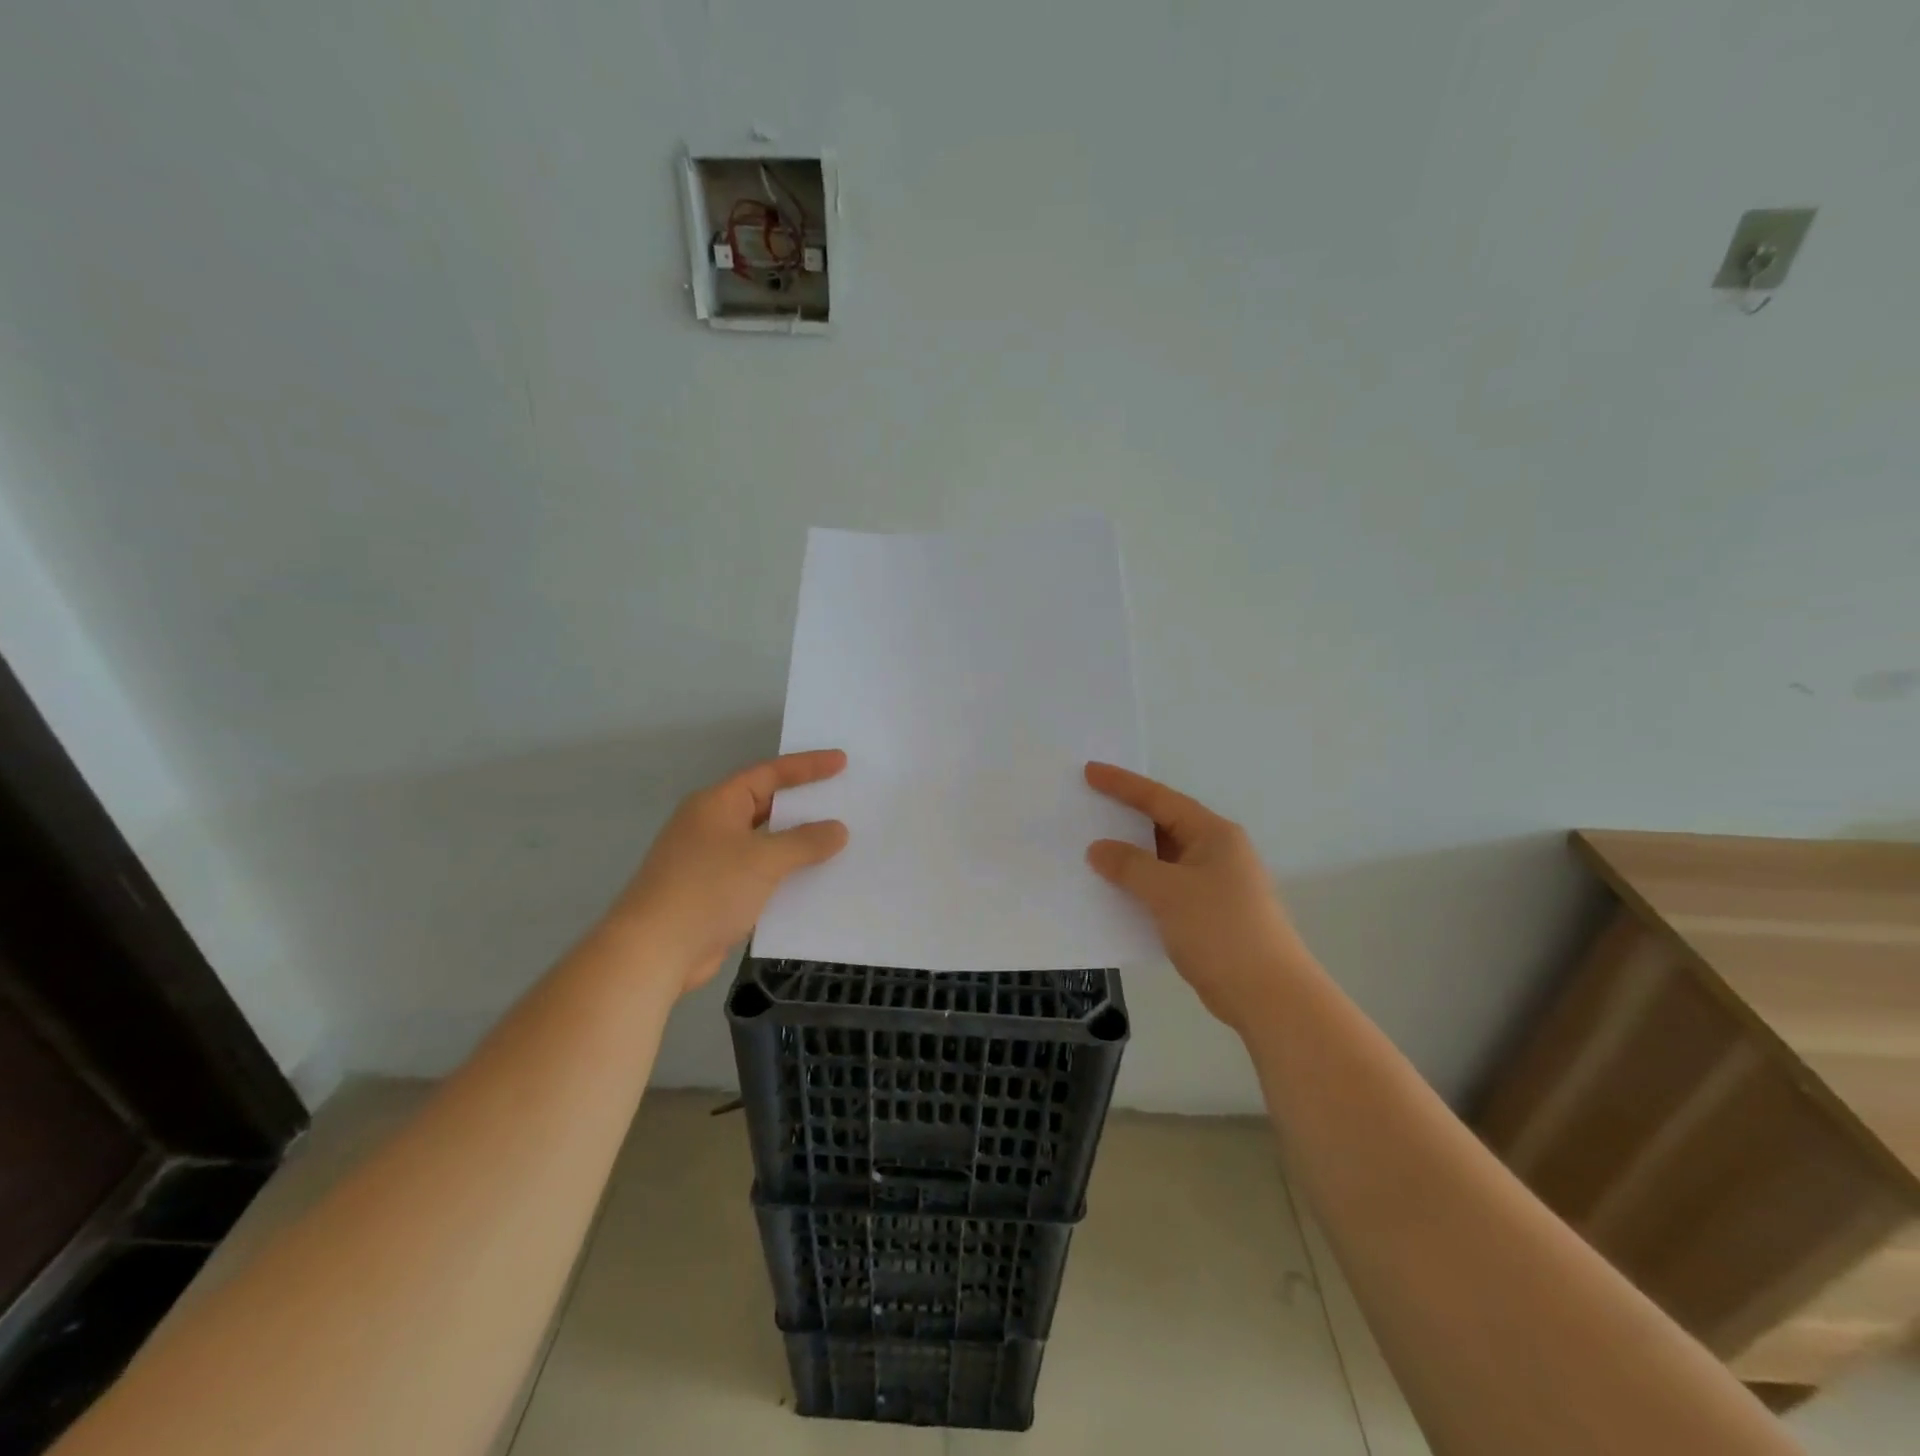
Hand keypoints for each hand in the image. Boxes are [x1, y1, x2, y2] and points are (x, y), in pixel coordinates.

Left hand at [610, 750, 849, 993]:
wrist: (654, 951)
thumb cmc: (708, 890)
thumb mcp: (763, 859)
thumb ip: (805, 841)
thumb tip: (838, 830)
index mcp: (717, 804)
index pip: (769, 774)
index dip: (807, 766)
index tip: (842, 762)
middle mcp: (712, 826)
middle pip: (766, 806)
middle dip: (803, 805)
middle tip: (843, 799)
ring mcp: (712, 861)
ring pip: (764, 843)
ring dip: (797, 844)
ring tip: (838, 841)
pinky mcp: (715, 894)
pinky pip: (759, 874)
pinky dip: (785, 874)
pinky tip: (813, 882)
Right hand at [1084, 762, 1309, 1034]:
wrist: (1268, 996)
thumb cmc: (1220, 930)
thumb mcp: (1168, 892)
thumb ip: (1129, 865)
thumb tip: (1099, 849)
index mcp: (1214, 835)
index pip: (1161, 799)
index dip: (1123, 785)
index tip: (1090, 772)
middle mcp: (1217, 853)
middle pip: (1164, 826)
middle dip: (1125, 818)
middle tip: (1087, 808)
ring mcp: (1216, 885)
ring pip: (1163, 860)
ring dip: (1131, 857)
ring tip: (1092, 849)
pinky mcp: (1210, 915)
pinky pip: (1166, 888)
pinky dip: (1141, 886)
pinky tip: (1115, 893)